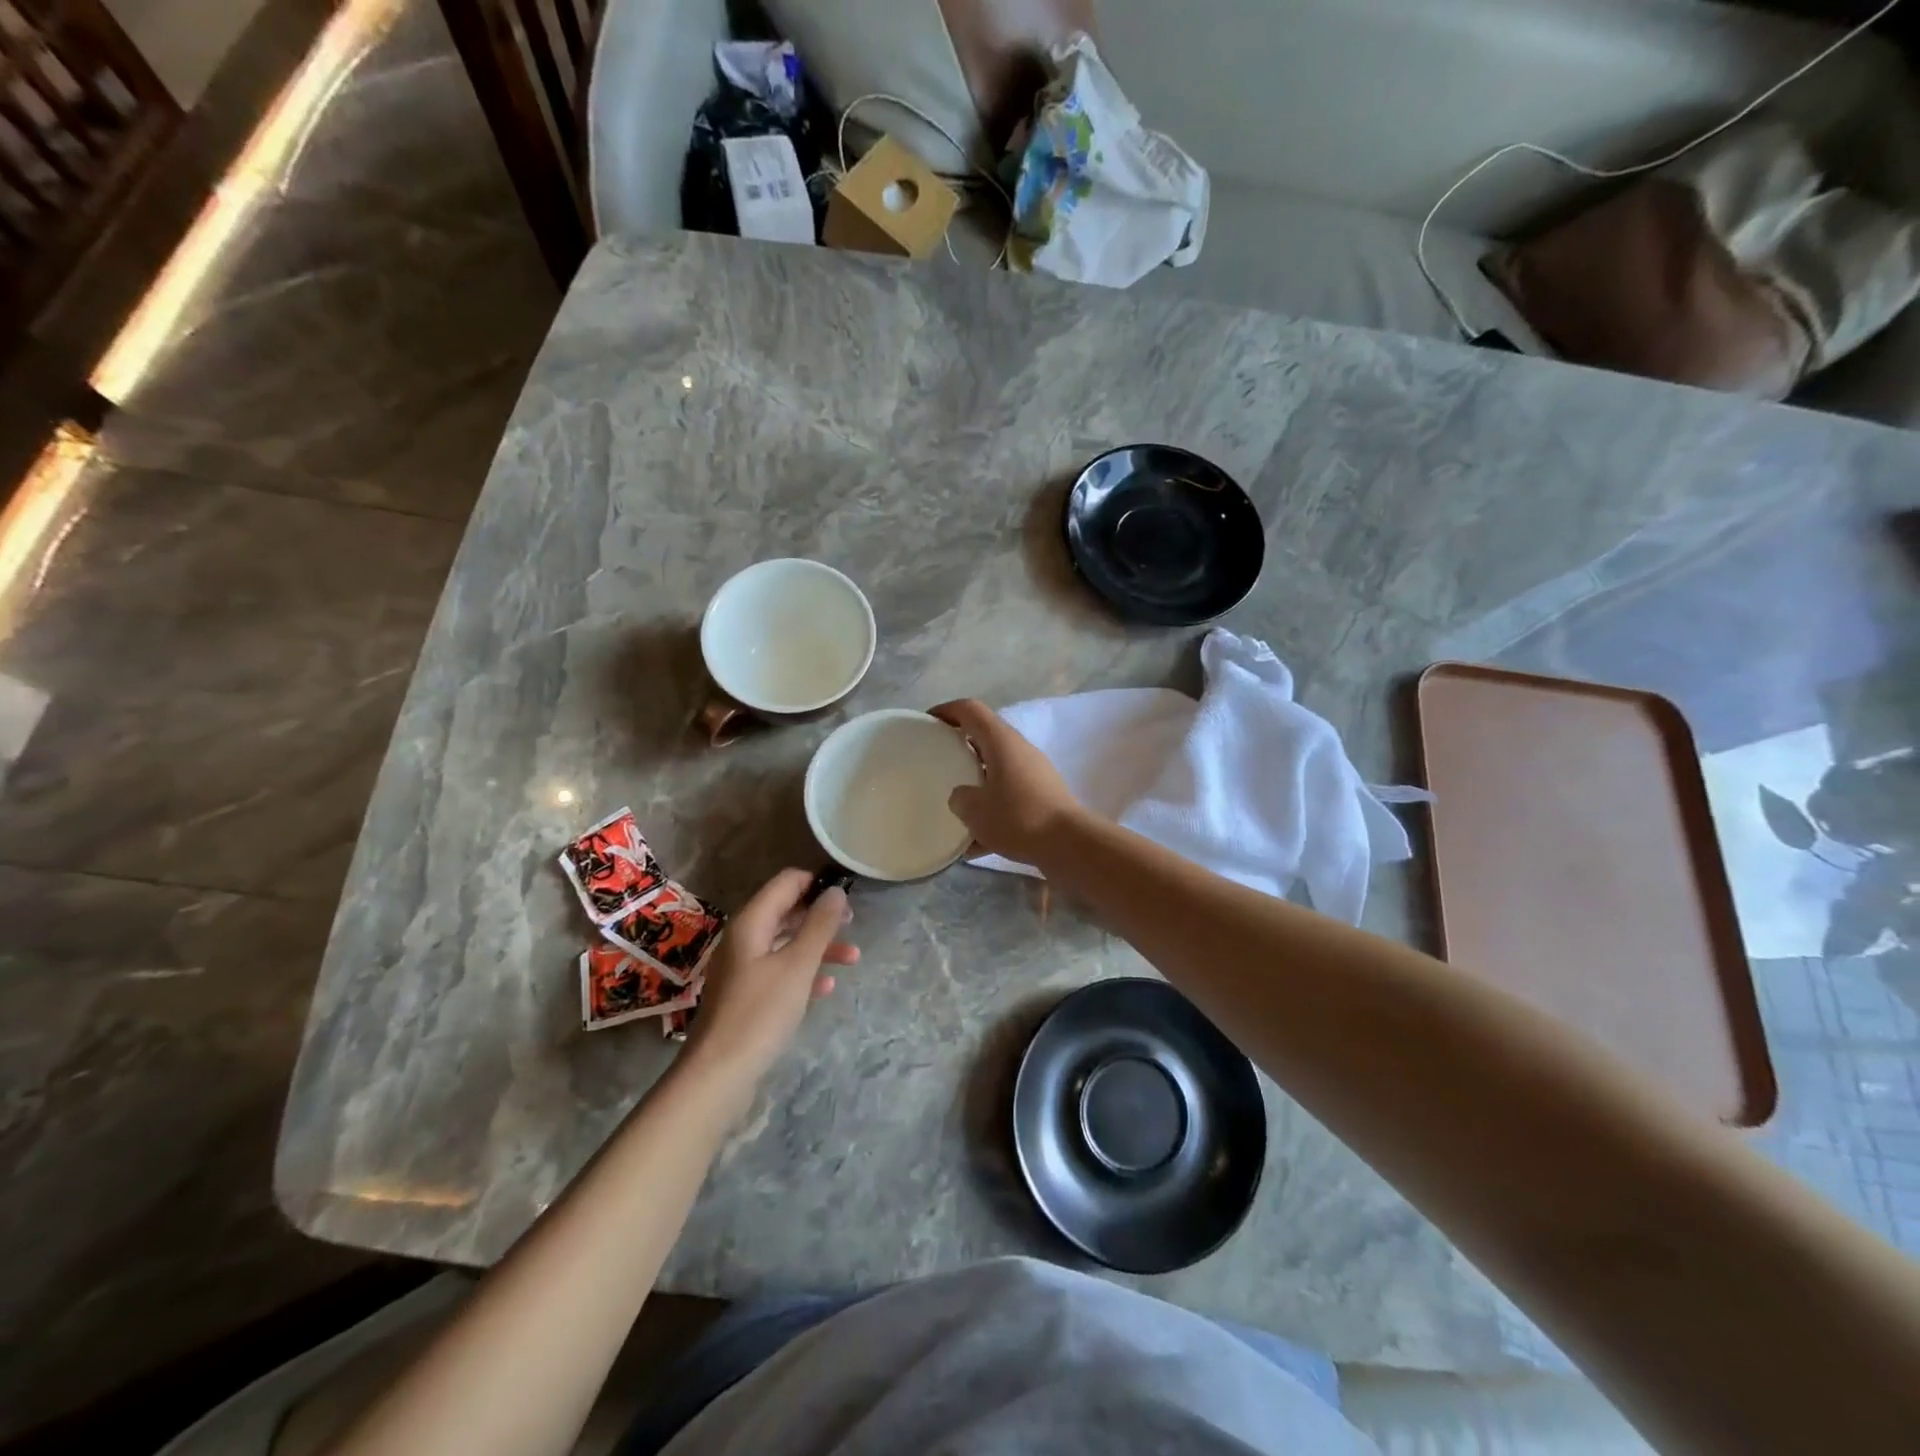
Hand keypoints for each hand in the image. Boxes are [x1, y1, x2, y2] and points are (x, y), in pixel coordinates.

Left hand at [685, 869, 856, 1087]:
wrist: (719, 1074)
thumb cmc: (761, 1012)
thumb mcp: (798, 965)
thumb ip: (819, 925)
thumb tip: (836, 891)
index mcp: (751, 922)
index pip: (786, 882)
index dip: (817, 884)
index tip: (847, 896)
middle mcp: (743, 938)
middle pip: (786, 911)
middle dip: (821, 916)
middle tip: (853, 924)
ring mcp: (743, 967)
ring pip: (786, 943)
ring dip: (819, 947)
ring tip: (853, 958)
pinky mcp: (746, 995)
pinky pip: (779, 971)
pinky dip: (803, 973)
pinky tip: (825, 988)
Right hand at [930, 698, 1083, 866]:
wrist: (1069, 844)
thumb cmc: (1018, 817)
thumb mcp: (975, 810)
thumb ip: (960, 798)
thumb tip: (962, 797)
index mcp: (1001, 741)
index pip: (970, 709)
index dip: (946, 711)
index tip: (926, 723)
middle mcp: (1020, 749)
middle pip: (984, 737)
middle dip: (959, 748)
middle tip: (937, 762)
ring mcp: (1034, 773)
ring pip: (997, 769)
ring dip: (976, 782)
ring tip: (955, 805)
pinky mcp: (1043, 796)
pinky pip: (1009, 796)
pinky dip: (992, 810)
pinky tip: (976, 843)